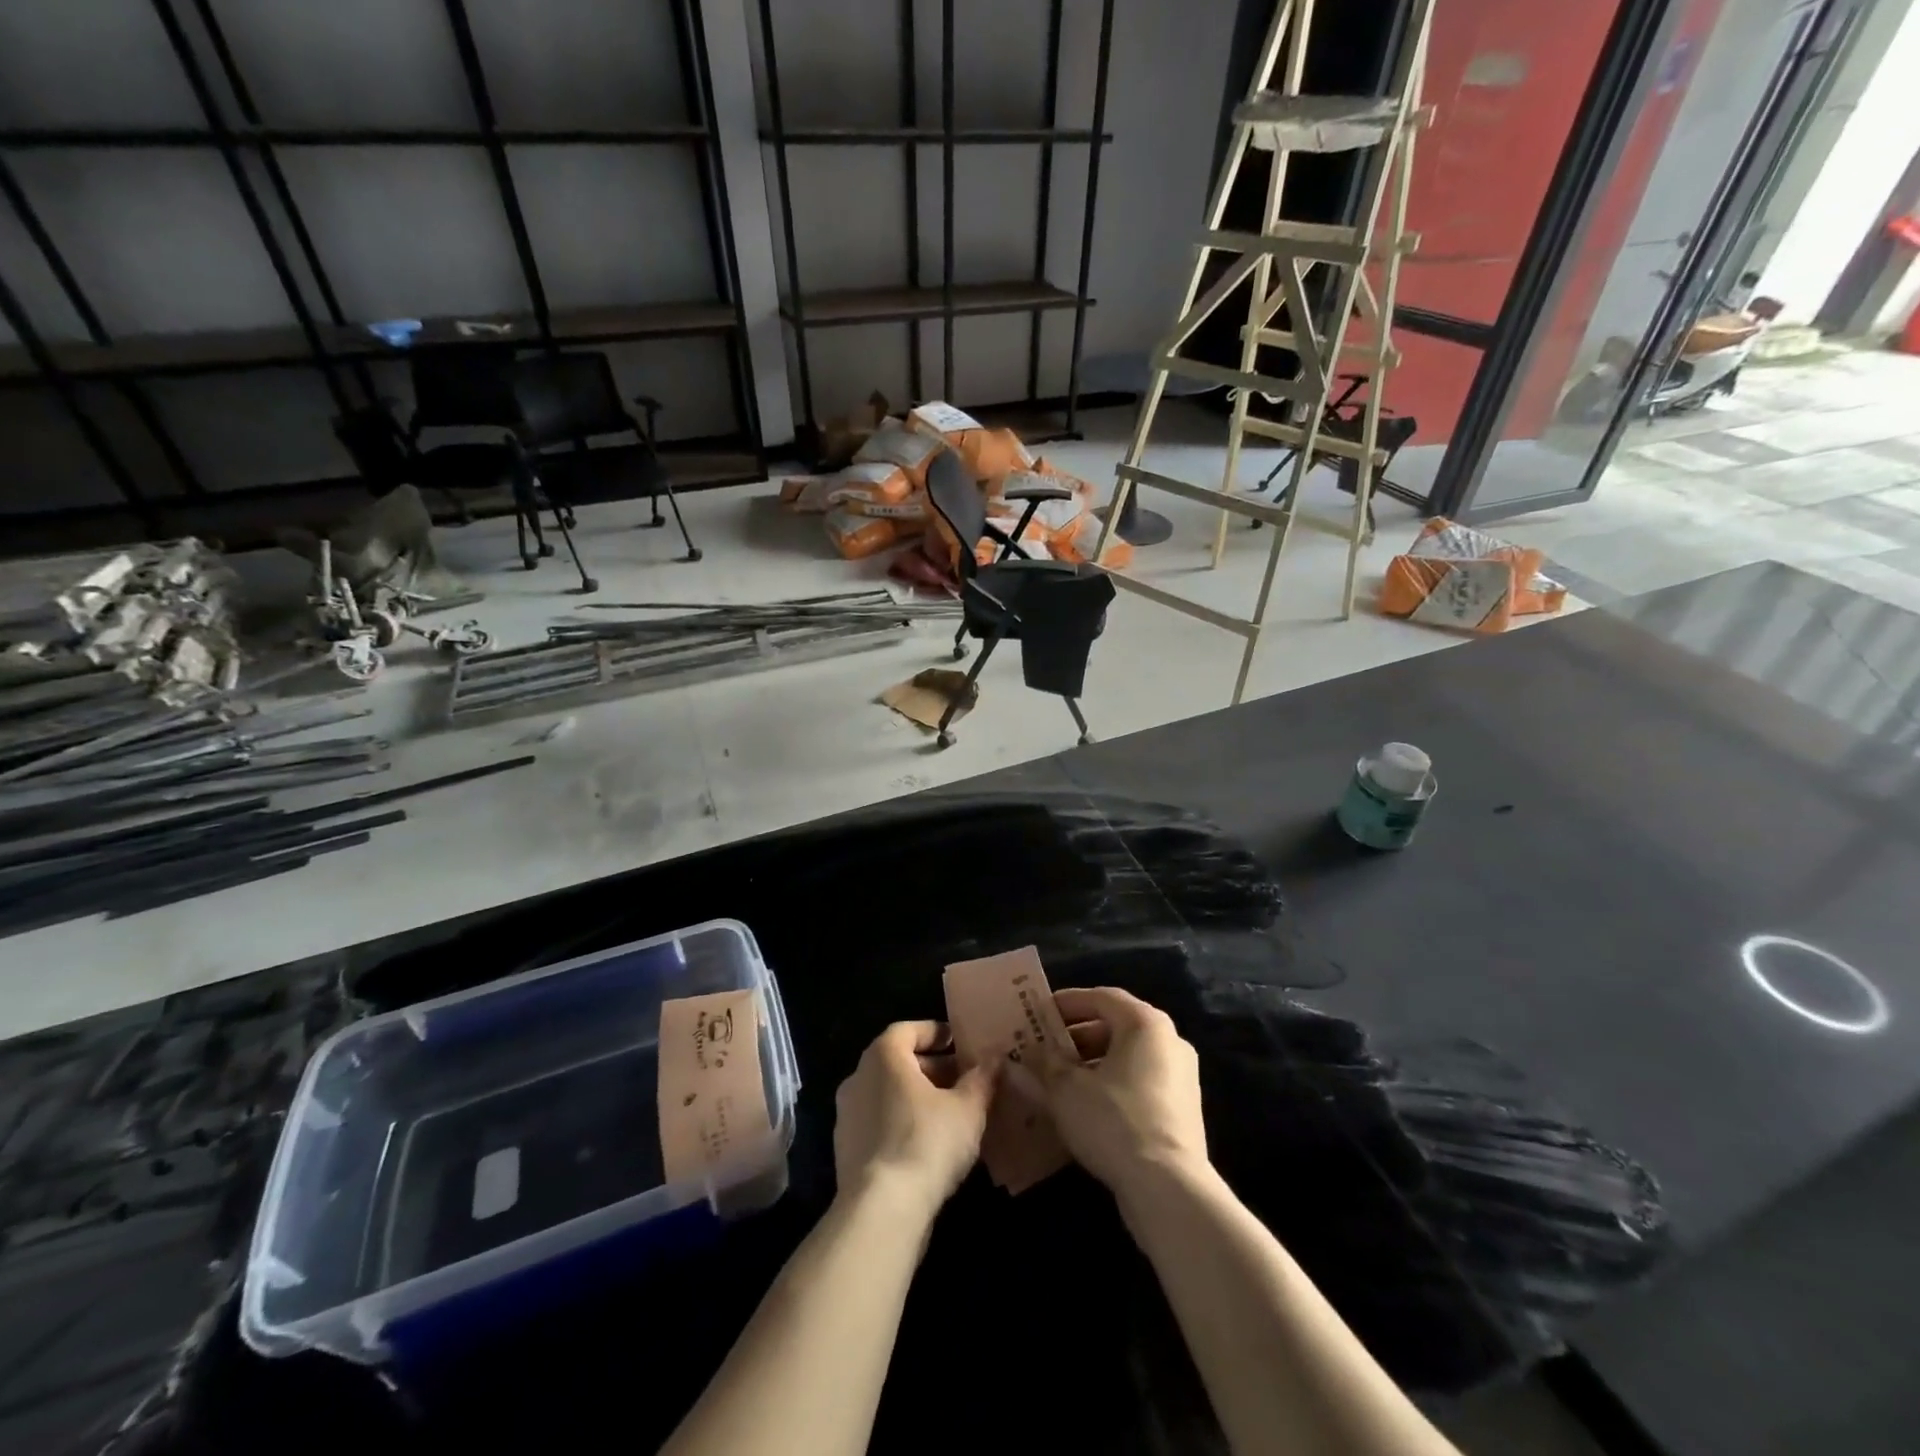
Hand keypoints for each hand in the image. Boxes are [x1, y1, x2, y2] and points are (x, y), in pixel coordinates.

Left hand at [833, 1021, 995, 1217]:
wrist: (881, 1211)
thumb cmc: (926, 1142)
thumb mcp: (967, 1108)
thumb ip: (981, 1079)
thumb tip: (994, 1059)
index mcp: (883, 1056)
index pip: (907, 1030)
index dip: (934, 1032)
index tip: (957, 1042)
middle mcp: (858, 1077)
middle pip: (897, 1062)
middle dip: (931, 1068)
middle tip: (962, 1080)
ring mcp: (847, 1116)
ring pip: (887, 1094)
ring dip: (917, 1098)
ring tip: (951, 1114)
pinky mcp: (846, 1151)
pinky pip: (879, 1124)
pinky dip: (902, 1124)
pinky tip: (929, 1145)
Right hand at [1010, 987, 1207, 1201]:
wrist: (1168, 1189)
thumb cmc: (1113, 1121)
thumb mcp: (1066, 1089)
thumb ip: (1045, 1062)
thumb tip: (1029, 1050)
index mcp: (1145, 1023)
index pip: (1101, 997)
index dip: (1068, 1002)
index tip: (1040, 1013)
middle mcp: (1170, 1041)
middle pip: (1116, 1026)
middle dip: (1077, 1036)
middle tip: (1045, 1048)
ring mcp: (1181, 1076)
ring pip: (1128, 1057)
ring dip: (1092, 1063)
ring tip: (1058, 1080)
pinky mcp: (1183, 1109)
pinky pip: (1140, 1082)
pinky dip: (1112, 1084)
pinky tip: (1085, 1106)